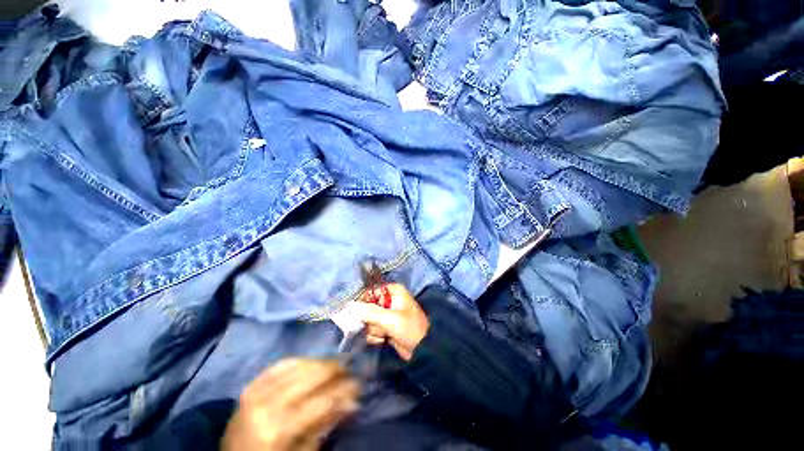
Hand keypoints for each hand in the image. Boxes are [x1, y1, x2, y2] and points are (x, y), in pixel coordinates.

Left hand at [221, 358, 359, 450]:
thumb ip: (325, 425)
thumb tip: (352, 402)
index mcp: (279, 430)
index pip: (322, 401)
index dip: (345, 389)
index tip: (359, 383)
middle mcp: (267, 405)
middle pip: (311, 375)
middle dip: (335, 368)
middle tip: (350, 367)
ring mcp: (255, 391)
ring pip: (298, 364)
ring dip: (320, 361)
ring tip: (334, 363)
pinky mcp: (250, 385)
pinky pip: (281, 364)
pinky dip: (300, 360)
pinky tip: (310, 362)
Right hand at [349, 284, 429, 360]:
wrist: (423, 350)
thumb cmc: (409, 328)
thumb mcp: (390, 319)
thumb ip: (369, 311)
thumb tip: (348, 305)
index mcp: (393, 291)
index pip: (371, 291)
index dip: (363, 301)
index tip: (356, 312)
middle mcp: (389, 300)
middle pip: (367, 306)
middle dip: (370, 319)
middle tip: (377, 326)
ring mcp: (386, 314)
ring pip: (368, 320)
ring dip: (374, 329)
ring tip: (384, 334)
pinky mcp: (385, 327)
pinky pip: (372, 329)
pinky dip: (375, 335)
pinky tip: (383, 339)